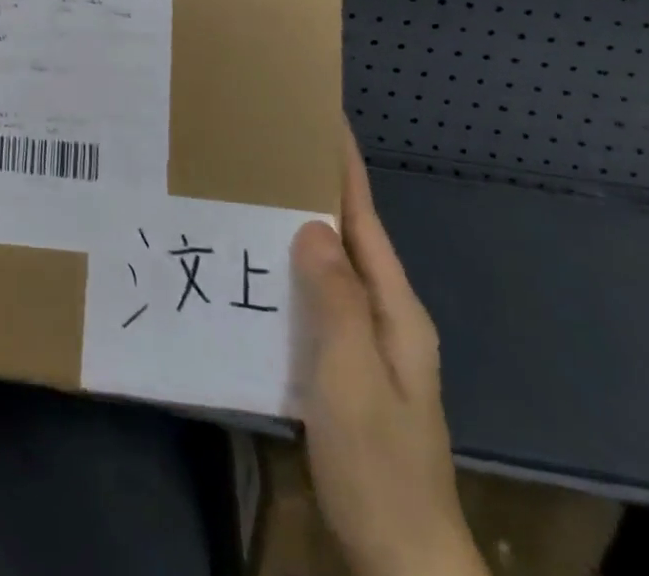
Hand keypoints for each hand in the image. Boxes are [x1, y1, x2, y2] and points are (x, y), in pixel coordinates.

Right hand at [290, 127, 487, 575]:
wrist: (402, 558)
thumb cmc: (379, 463)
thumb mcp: (353, 379)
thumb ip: (335, 299)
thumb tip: (311, 225)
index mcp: (394, 309)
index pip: (364, 218)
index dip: (343, 167)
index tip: (320, 117)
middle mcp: (383, 316)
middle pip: (347, 236)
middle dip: (312, 188)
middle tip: (263, 148)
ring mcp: (363, 344)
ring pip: (326, 268)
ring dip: (294, 229)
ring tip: (247, 193)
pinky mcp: (340, 368)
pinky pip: (312, 301)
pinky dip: (287, 273)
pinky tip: (251, 269)